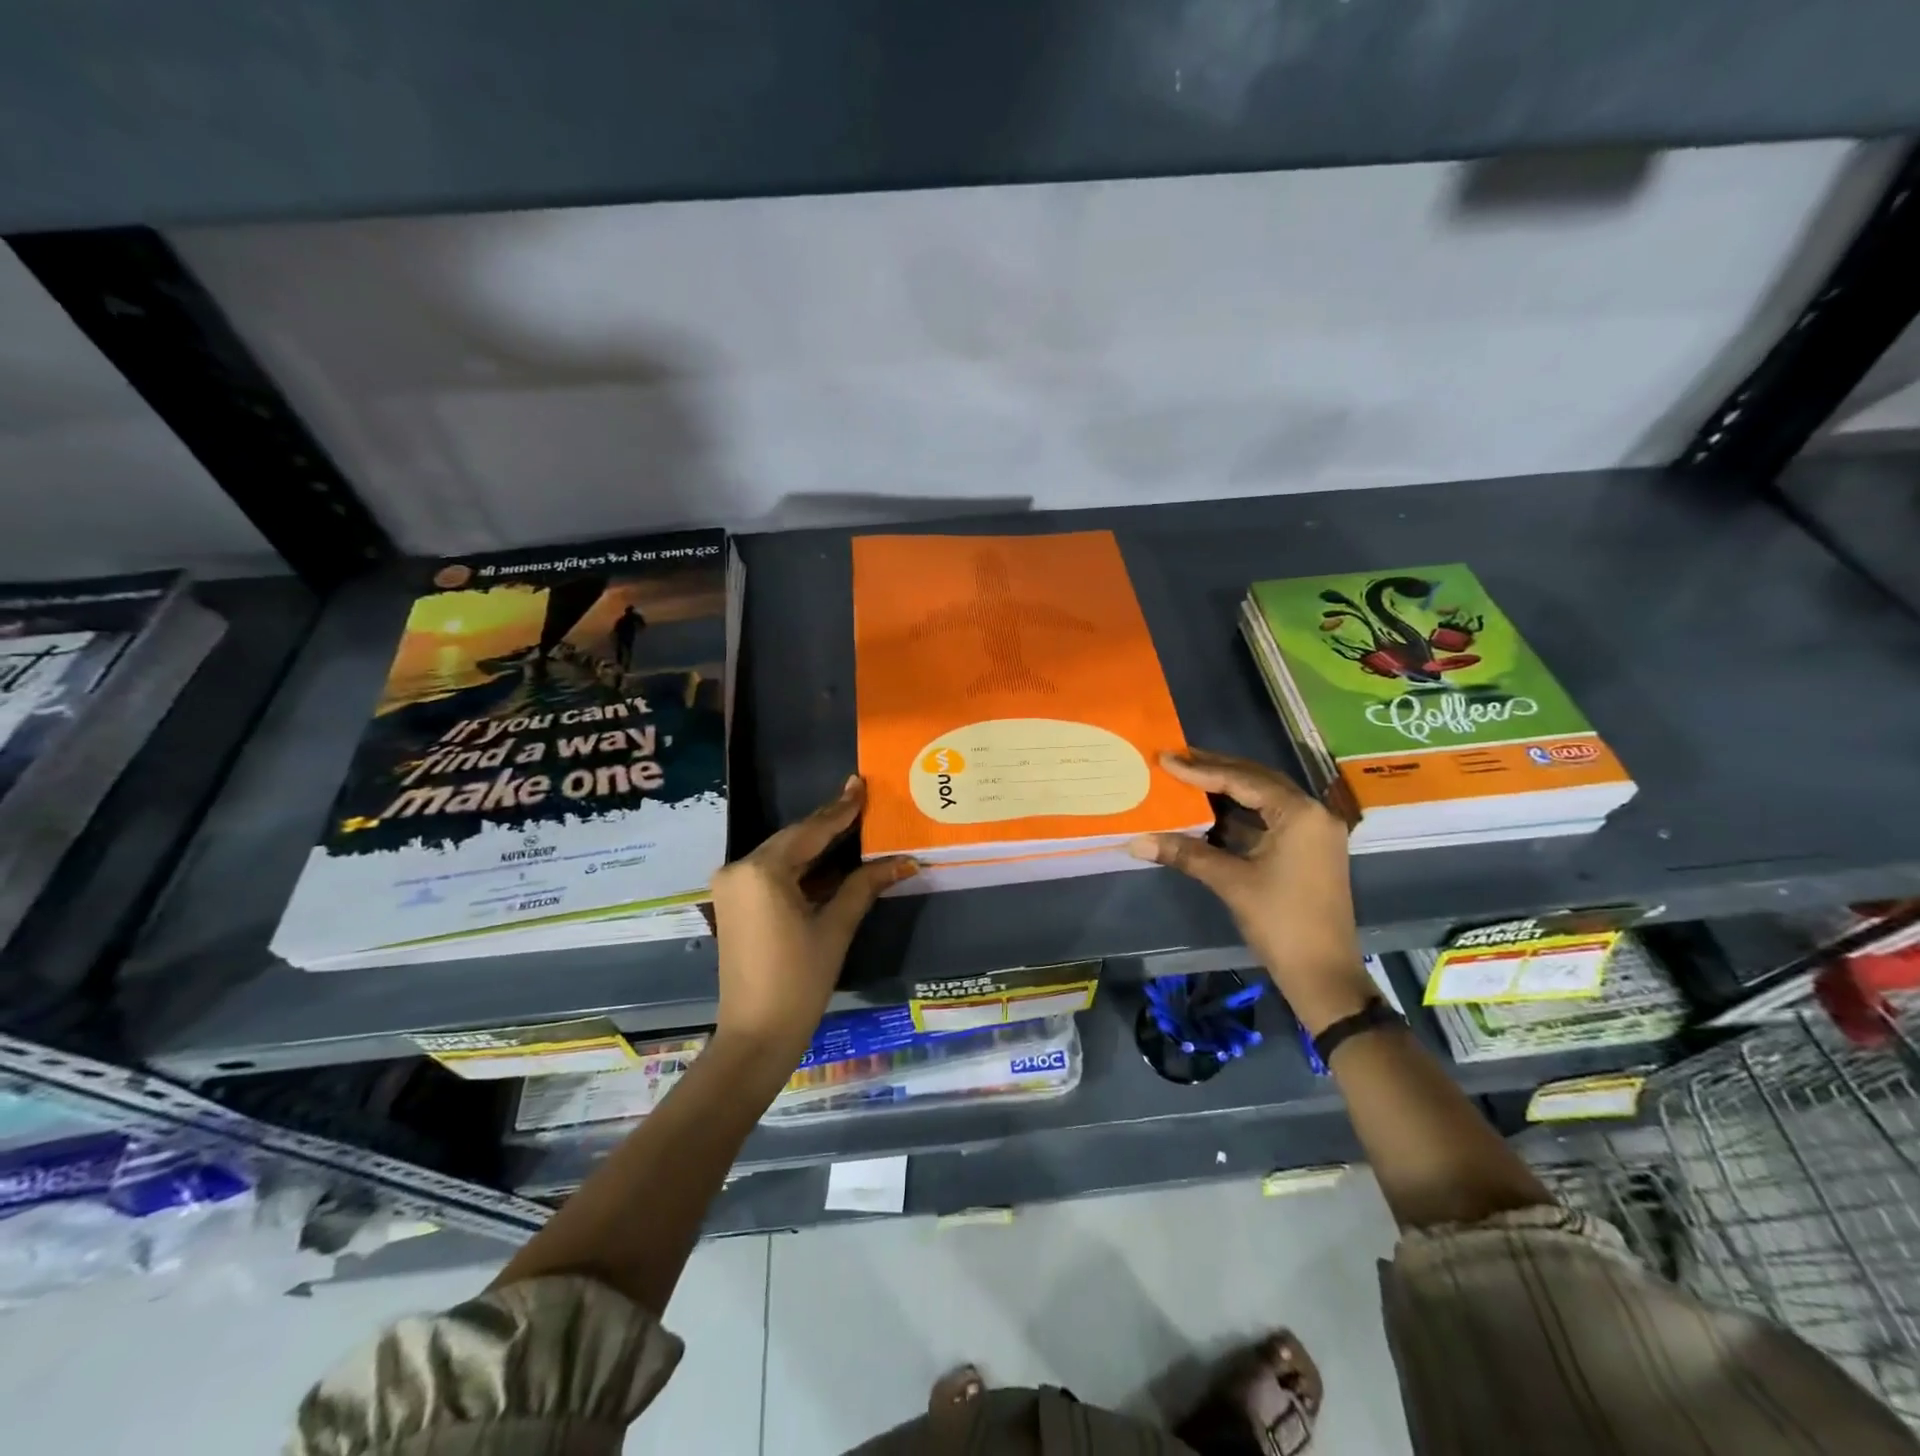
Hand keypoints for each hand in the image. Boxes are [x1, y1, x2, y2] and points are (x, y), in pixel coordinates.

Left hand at [710, 775, 916, 1064]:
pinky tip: (829, 858)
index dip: (840, 809)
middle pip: (794, 839)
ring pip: (782, 854)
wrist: (756, 1034)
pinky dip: (801, 867)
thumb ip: (864, 885)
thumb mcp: (835, 927)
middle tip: (859, 798)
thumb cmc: (800, 981)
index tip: (861, 784)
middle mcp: (739, 869)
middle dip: (828, 822)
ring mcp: (732, 886)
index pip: (810, 831)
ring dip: (816, 844)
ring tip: (851, 822)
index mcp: (762, 871)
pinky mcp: (733, 902)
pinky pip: (772, 872)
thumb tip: (903, 860)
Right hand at [1126, 749, 1373, 1033]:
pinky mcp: (1307, 851)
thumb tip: (1137, 840)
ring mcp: (1312, 833)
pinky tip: (1208, 814)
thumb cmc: (1281, 922)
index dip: (1201, 770)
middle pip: (1257, 781)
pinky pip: (1268, 820)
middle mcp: (1312, 814)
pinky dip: (1239, 815)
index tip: (1166, 758)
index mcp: (1299, 814)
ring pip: (1264, 799)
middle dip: (1216, 769)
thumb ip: (1186, 853)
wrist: (1323, 974)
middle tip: (1177, 758)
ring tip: (1188, 778)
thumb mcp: (1231, 882)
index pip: (1243, 780)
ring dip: (1227, 790)